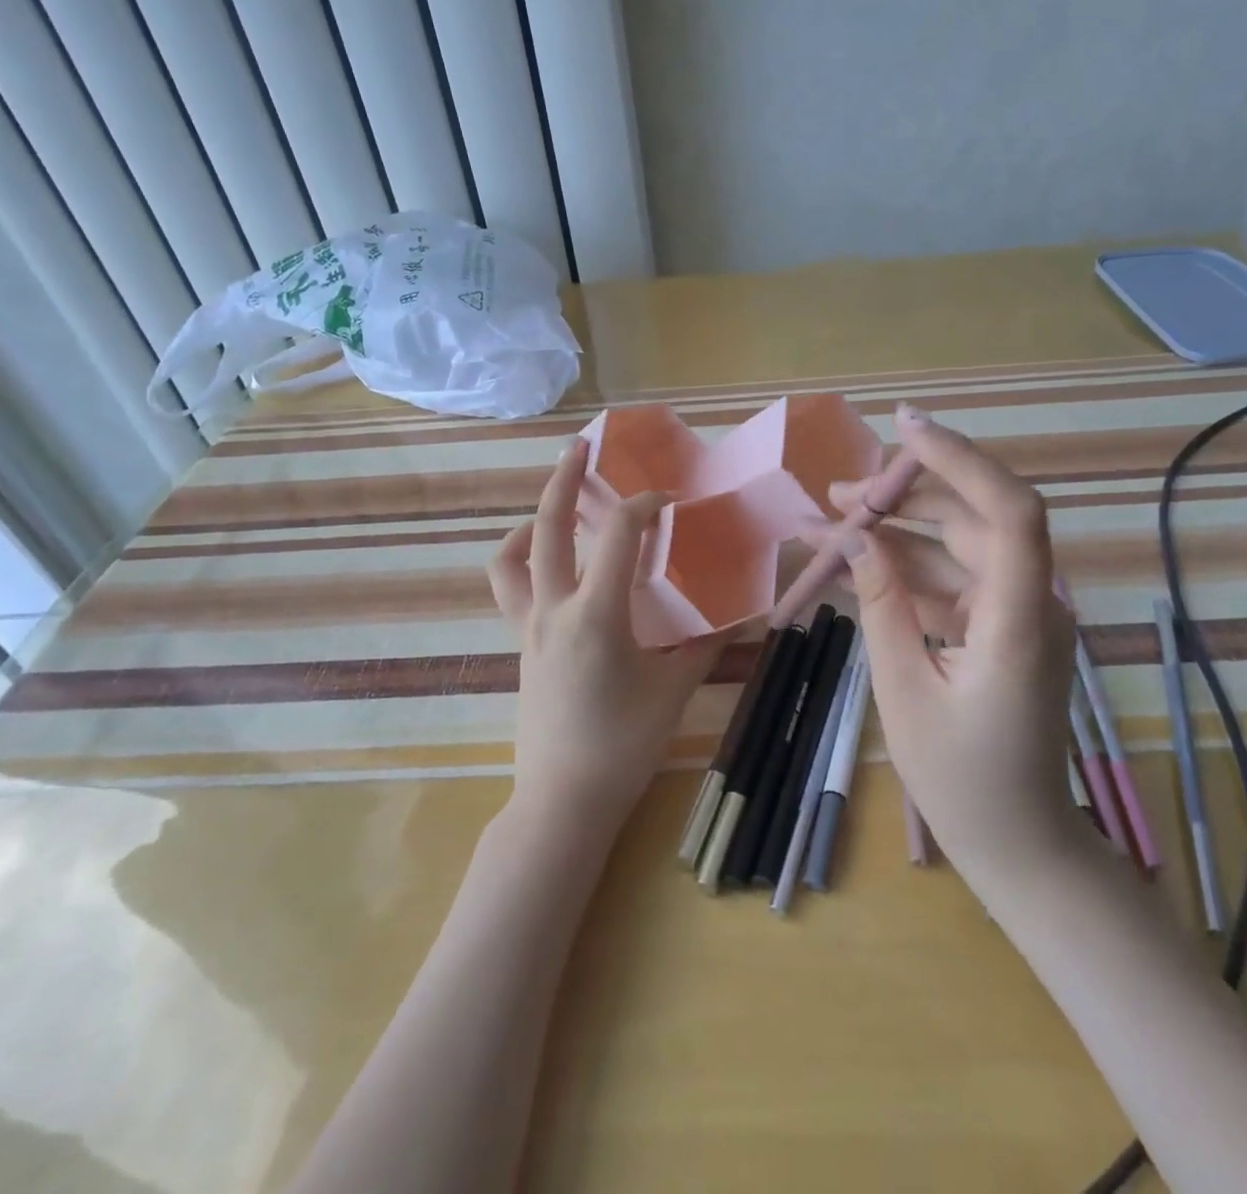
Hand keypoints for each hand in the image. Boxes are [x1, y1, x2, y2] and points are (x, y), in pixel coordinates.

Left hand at [487, 437, 723, 838]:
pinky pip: (508, 588)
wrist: (563, 799)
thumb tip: (738, 616)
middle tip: (581, 447)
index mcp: (596, 614)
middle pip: (547, 526)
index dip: (644, 507)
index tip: (668, 502)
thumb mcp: (673, 690)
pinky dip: (519, 560)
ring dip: (530, 521)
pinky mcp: (519, 643)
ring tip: (554, 507)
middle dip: (564, 479)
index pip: (618, 536)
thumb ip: (705, 645)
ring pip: (511, 555)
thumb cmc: (623, 745)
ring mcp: (528, 626)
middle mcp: (553, 608)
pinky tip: (546, 565)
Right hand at [827, 405, 1078, 890]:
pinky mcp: (1001, 629)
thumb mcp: (904, 689)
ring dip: (897, 532)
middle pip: (975, 517)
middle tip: (838, 492)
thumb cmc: (962, 779)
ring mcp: (1019, 615)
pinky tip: (855, 567)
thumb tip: (857, 538)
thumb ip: (883, 605)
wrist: (1018, 843)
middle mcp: (1031, 602)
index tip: (903, 427)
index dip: (960, 459)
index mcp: (1020, 619)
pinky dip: (906, 571)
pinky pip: (953, 582)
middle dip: (906, 494)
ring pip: (958, 547)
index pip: (1007, 510)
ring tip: (829, 523)